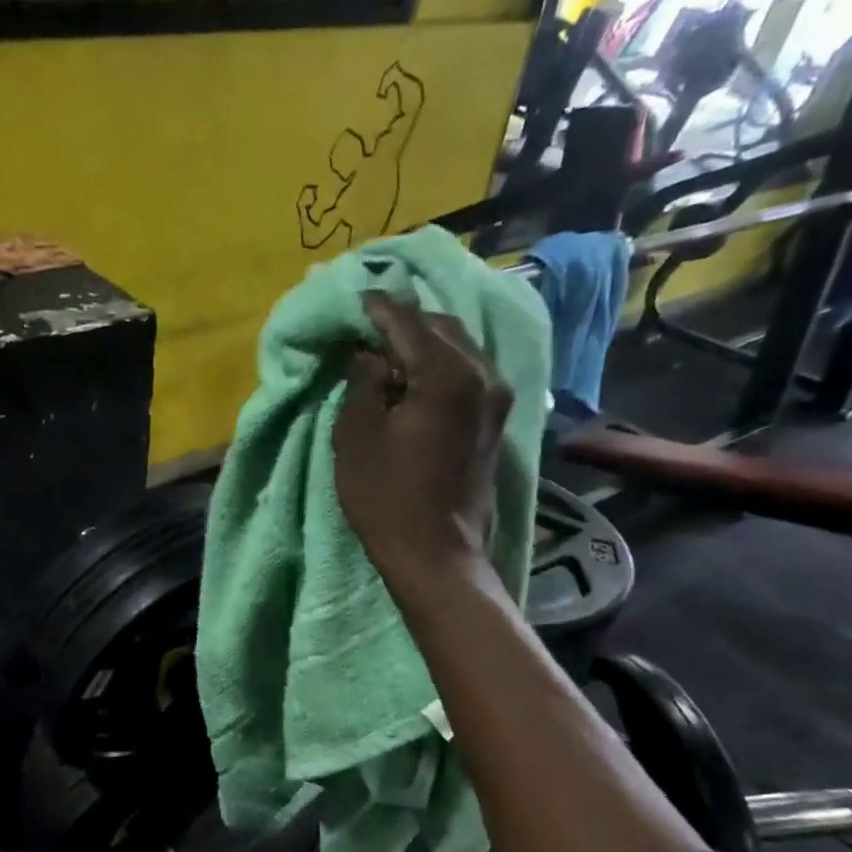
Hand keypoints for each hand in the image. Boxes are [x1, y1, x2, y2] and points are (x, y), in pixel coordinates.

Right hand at [333, 291, 512, 586]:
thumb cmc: (387, 497)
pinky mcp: (495, 423)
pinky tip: (417, 376)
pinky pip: (467, 374)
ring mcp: (496, 400)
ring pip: (459, 350)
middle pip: (442, 329)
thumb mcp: (356, 437)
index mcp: (447, 373)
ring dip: (425, 344)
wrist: (436, 553)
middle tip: (371, 323)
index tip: (358, 298)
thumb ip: (362, 384)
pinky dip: (440, 366)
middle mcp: (482, 375)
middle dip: (406, 322)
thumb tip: (371, 358)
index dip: (379, 310)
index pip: (408, 324)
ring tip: (391, 348)